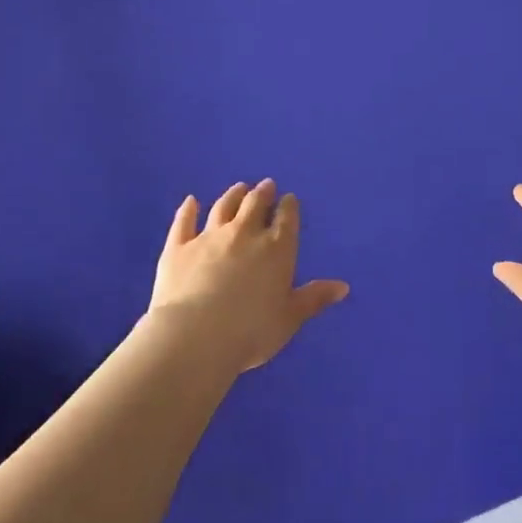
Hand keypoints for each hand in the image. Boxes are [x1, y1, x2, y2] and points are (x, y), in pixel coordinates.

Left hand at [145, 180, 349, 374]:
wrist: (195, 337)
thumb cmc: (251, 331)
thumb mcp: (290, 318)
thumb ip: (314, 298)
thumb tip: (343, 286)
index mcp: (277, 249)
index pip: (286, 219)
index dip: (288, 207)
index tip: (289, 198)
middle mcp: (245, 234)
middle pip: (255, 205)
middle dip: (262, 193)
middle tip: (266, 185)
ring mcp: (209, 237)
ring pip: (223, 208)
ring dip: (233, 195)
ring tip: (239, 188)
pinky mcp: (178, 247)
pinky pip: (184, 222)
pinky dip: (188, 210)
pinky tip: (190, 201)